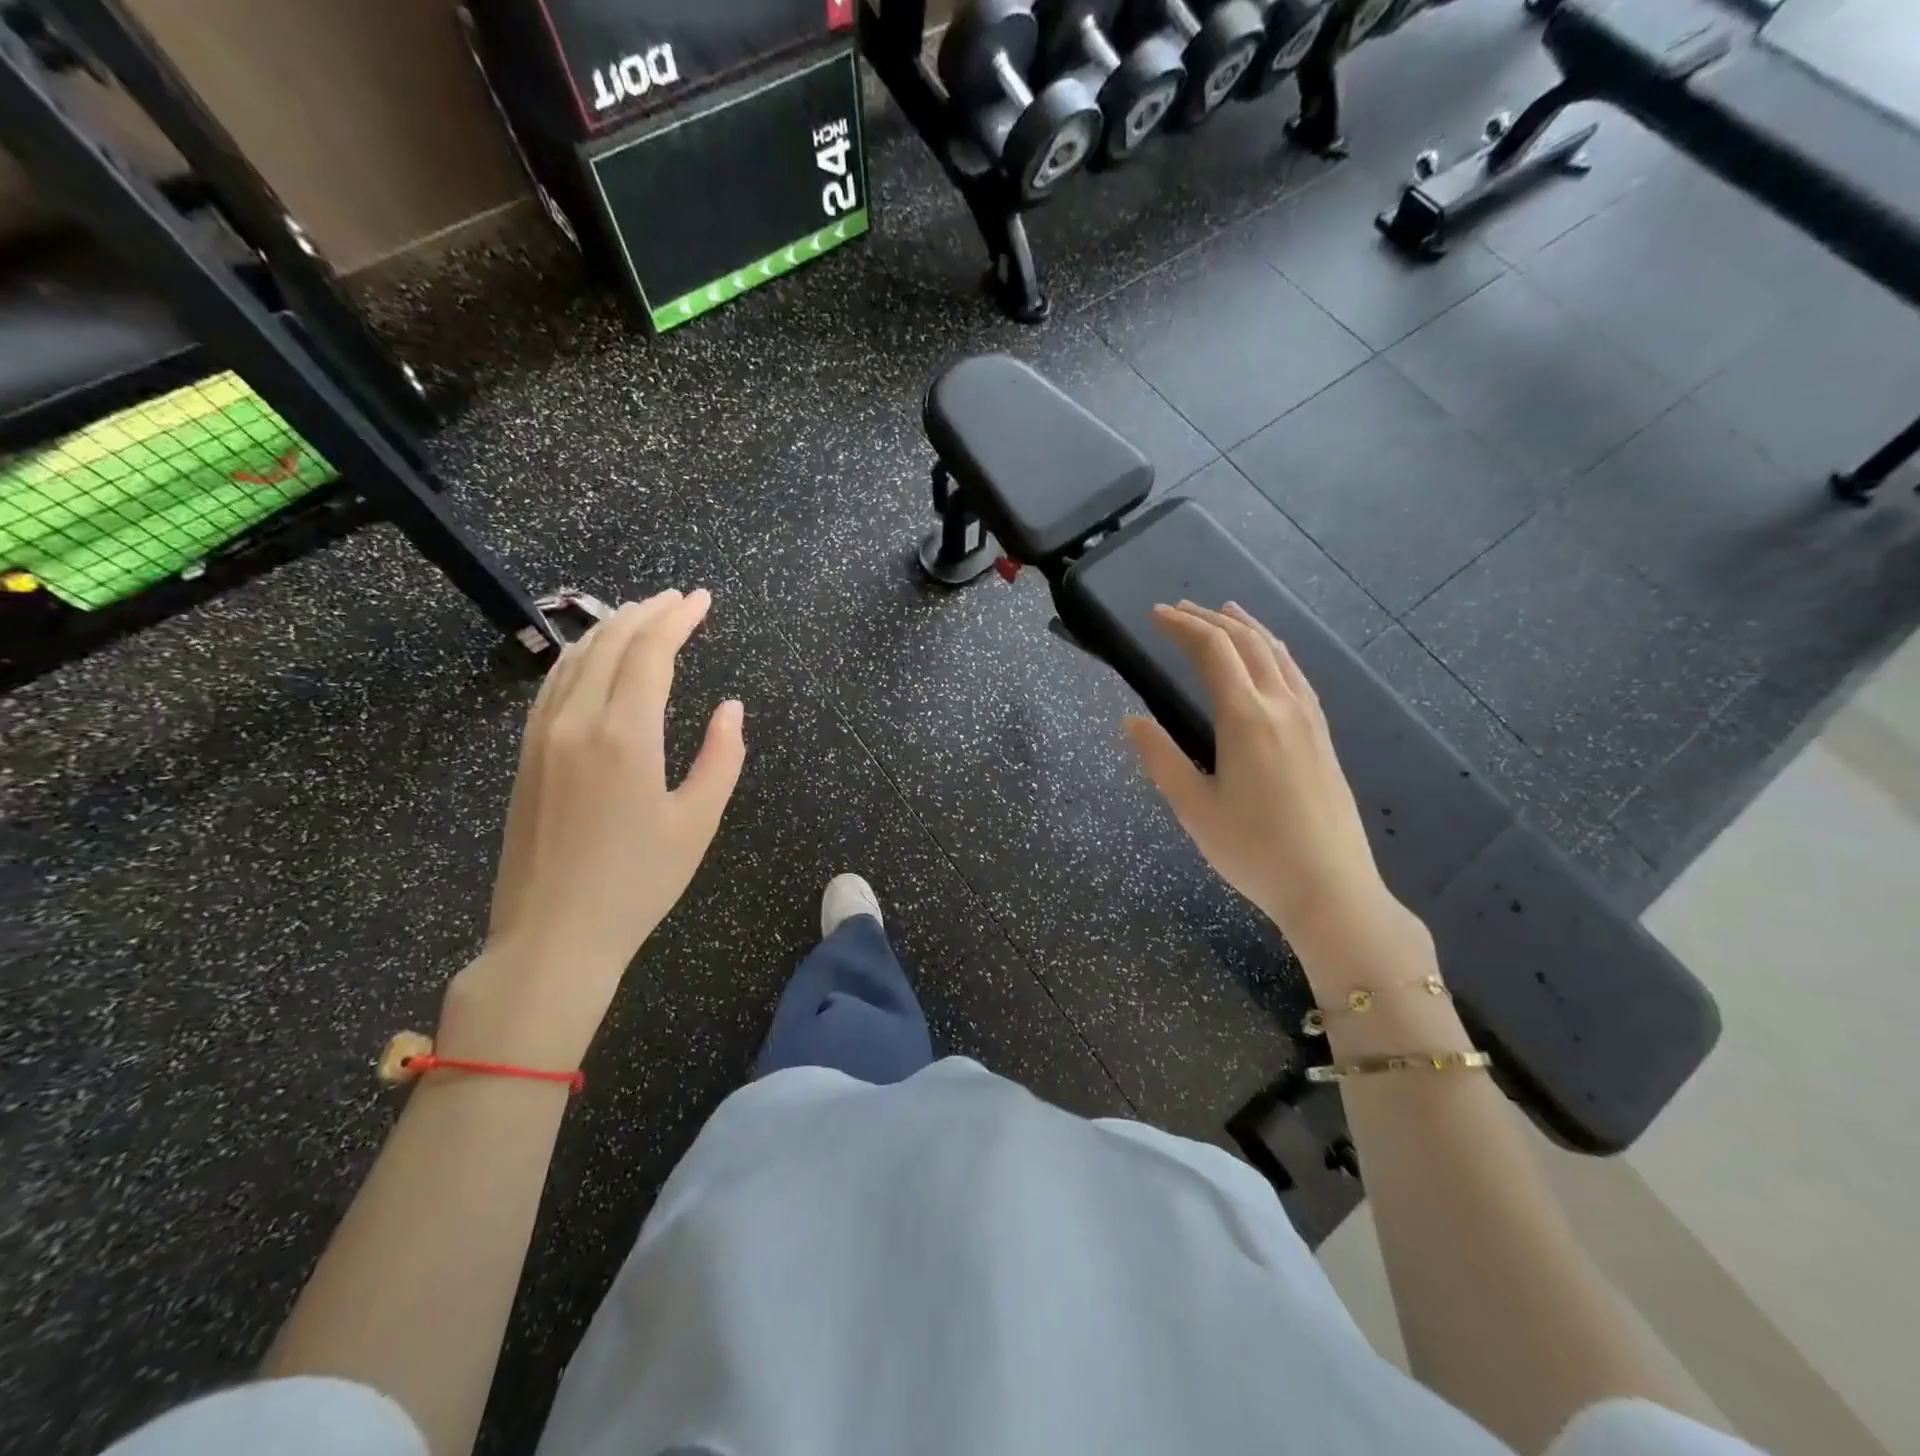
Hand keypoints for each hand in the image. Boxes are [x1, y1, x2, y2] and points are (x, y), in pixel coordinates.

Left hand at [439, 589, 745, 1067]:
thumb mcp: (698, 822)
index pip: (651, 652)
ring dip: (612, 628)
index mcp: (625, 735)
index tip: (702, 599)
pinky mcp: (526, 755)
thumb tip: (732, 707)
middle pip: (611, 643)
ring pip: (575, 657)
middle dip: (648, 612)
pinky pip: (553, 684)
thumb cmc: (638, 883)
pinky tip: (594, 657)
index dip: (678, 618)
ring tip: (642, 615)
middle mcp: (577, 721)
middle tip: (679, 598)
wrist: (553, 935)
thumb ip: (722, 757)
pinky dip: (580, 656)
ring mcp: (543, 736)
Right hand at [1124, 602, 1426, 977]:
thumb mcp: (1193, 809)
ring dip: (1247, 627)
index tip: (1155, 615)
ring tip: (1225, 611)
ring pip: (1278, 653)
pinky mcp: (1323, 736)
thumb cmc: (1253, 851)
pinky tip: (1270, 658)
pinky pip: (1296, 674)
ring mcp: (1309, 719)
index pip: (1213, 651)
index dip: (1182, 626)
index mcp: (1246, 718)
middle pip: (1246, 642)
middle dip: (1210, 619)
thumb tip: (1130, 721)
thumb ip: (1160, 758)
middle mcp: (1282, 706)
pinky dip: (1274, 651)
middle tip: (1179, 609)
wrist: (1330, 888)